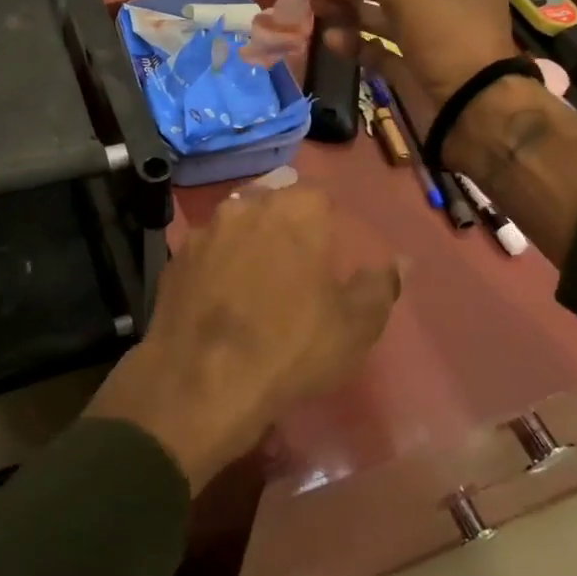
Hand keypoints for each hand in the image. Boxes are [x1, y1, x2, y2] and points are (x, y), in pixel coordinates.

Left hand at [85, 188, 401, 490]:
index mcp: (296, 210)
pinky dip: (216, 265)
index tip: (329, 249)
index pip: (318, 194)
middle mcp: (247, 206)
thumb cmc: (291, 347)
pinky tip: (220, 298)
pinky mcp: (175, 258)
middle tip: (296, 264)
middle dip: (285, 224)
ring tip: (255, 280)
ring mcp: (205, 230)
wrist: (202, 380)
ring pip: (235, 224)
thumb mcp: (355, 325)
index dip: (327, 220)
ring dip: (248, 241)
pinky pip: (206, 252)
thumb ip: (380, 285)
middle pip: (272, 201)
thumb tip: (401, 261)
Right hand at [313, 0, 518, 106]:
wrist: (473, 112)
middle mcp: (449, 8)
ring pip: (385, 22)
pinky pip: (382, 53)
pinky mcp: (416, 74)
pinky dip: (358, 45)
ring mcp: (432, 44)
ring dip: (352, 15)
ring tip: (320, 12)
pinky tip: (332, 41)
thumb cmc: (449, 41)